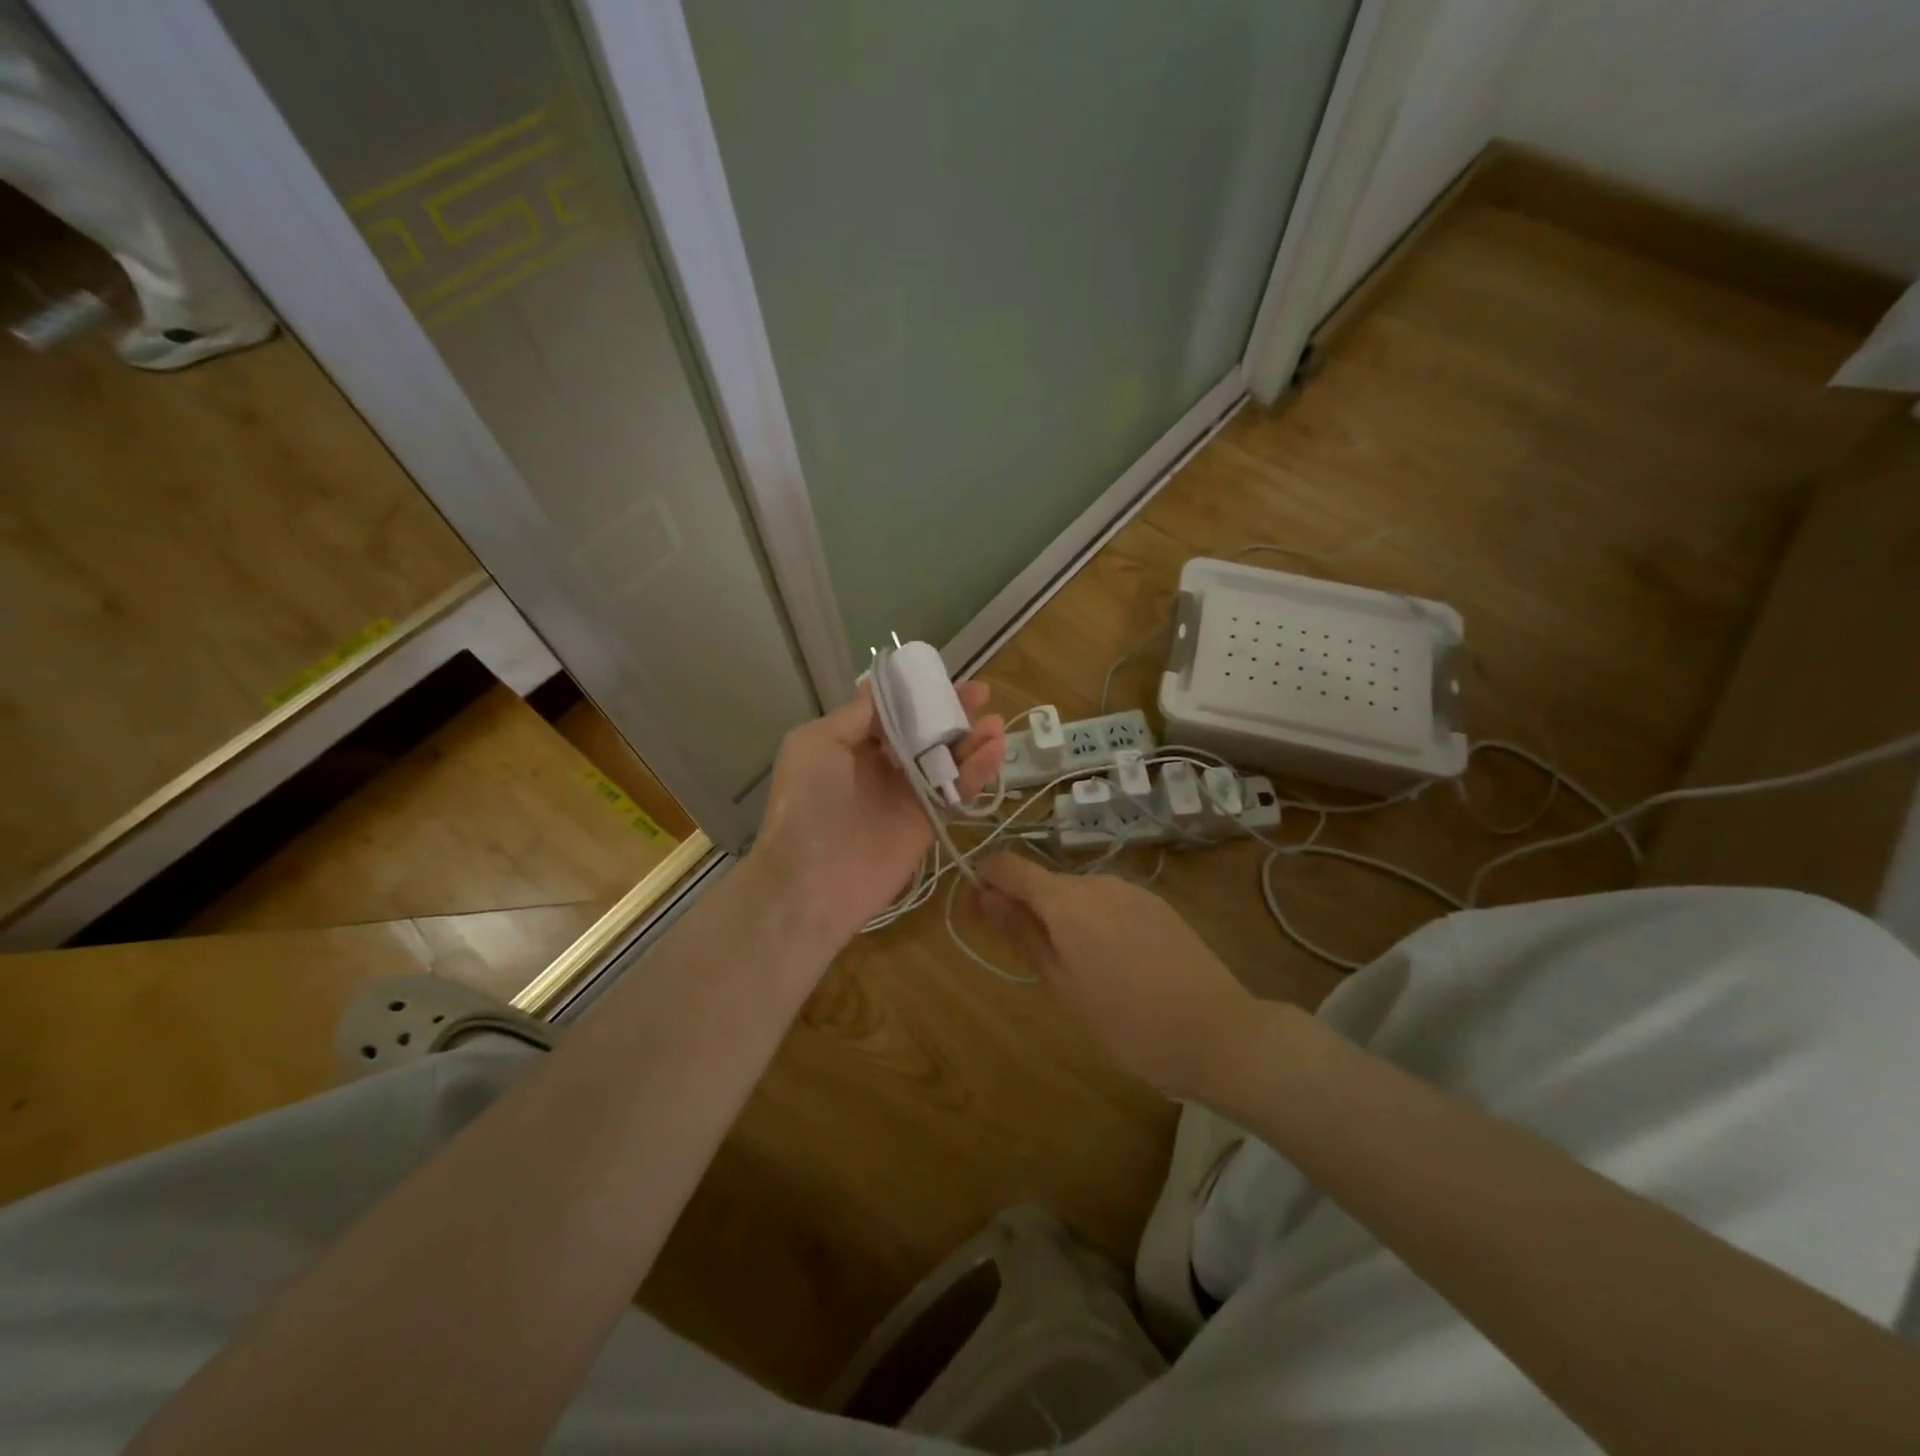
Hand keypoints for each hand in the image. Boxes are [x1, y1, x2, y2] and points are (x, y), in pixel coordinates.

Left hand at [749, 683, 1005, 948]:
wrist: (812, 881)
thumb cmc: (807, 803)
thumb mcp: (817, 743)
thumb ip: (857, 715)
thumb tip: (883, 688)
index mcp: (850, 744)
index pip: (892, 711)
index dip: (917, 693)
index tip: (944, 677)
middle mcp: (880, 765)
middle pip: (924, 731)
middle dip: (951, 712)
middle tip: (982, 694)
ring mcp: (905, 794)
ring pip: (945, 759)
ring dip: (972, 739)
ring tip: (995, 723)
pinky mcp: (927, 822)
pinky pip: (956, 791)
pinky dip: (978, 771)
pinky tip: (996, 750)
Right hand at [972, 854, 1254, 1098]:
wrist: (1218, 1032)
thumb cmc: (1127, 1022)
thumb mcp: (1062, 985)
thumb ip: (1022, 933)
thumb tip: (984, 896)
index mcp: (1067, 900)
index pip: (1009, 866)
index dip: (984, 881)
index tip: (976, 913)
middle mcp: (1097, 881)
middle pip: (1044, 880)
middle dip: (1023, 906)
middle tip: (1026, 957)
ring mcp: (1131, 890)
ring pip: (1076, 892)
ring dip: (1060, 916)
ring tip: (1075, 969)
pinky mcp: (1157, 904)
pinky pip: (1108, 902)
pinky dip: (1093, 920)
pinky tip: (1113, 963)